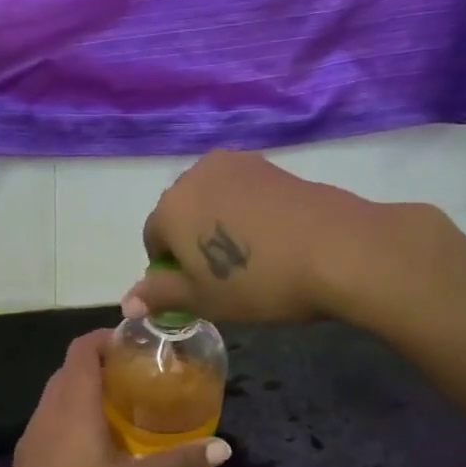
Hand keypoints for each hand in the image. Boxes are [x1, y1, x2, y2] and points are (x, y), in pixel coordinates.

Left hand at [0, 331, 231, 466]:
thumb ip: (180, 461)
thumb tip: (224, 447)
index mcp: (74, 404)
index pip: (83, 348)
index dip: (106, 337)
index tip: (135, 344)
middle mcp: (49, 408)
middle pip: (71, 368)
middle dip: (101, 364)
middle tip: (137, 376)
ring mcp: (34, 431)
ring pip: (58, 393)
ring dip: (85, 390)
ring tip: (121, 406)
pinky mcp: (28, 453)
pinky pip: (51, 417)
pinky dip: (72, 414)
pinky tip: (95, 441)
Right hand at [124, 151, 391, 323]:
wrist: (338, 250)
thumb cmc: (258, 282)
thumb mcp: (203, 300)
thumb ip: (160, 296)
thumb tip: (127, 302)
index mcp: (170, 207)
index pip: (153, 239)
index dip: (170, 270)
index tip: (197, 291)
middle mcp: (196, 175)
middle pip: (180, 213)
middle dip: (191, 242)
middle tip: (223, 277)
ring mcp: (237, 164)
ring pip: (213, 200)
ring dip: (218, 225)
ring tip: (249, 257)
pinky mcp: (271, 165)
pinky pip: (242, 192)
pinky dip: (246, 213)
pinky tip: (271, 239)